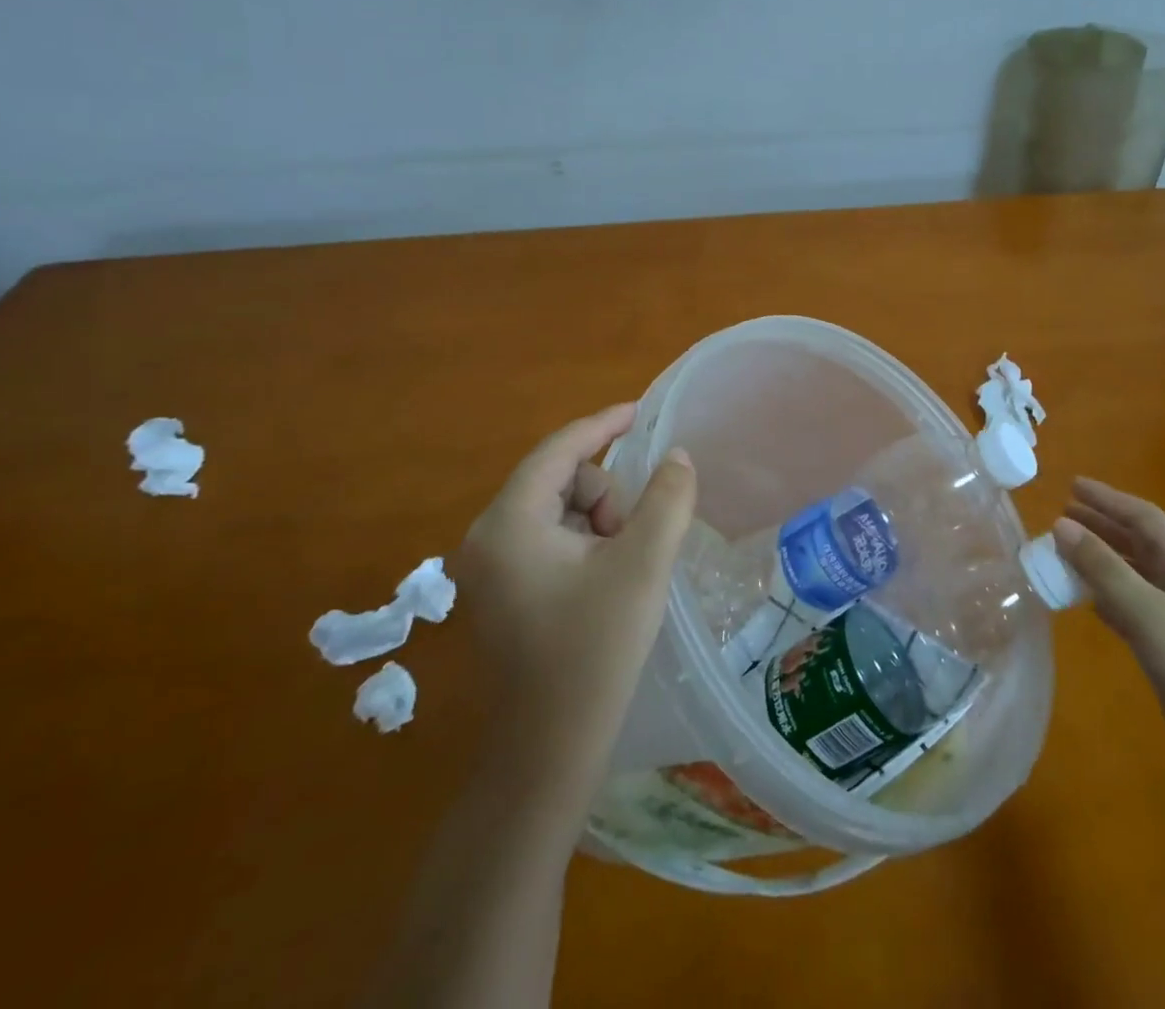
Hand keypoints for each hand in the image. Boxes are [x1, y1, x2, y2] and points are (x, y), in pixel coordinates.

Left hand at [458, 403, 695, 824]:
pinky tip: (608, 578)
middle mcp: (488, 536)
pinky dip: (586, 542)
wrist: (549, 753)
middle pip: (560, 479)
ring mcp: (491, 566)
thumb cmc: (594, 652)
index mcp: (509, 522)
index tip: (641, 411)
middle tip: (634, 539)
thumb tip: (676, 456)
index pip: (559, 450)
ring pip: (559, 508)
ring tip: (624, 565)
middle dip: (606, 494)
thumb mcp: (642, 566)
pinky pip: (550, 538)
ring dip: (600, 520)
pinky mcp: (503, 589)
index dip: (603, 425)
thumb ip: (666, 499)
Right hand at [1053, 478, 1164, 796]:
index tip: (1072, 486)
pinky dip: (1105, 595)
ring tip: (1065, 549)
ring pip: (1133, 574)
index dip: (1109, 499)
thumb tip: (1062, 525)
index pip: (1145, 518)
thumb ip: (1103, 568)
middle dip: (1103, 524)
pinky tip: (1085, 599)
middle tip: (1062, 513)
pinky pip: (1130, 606)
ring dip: (1101, 559)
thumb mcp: (1147, 611)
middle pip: (1140, 543)